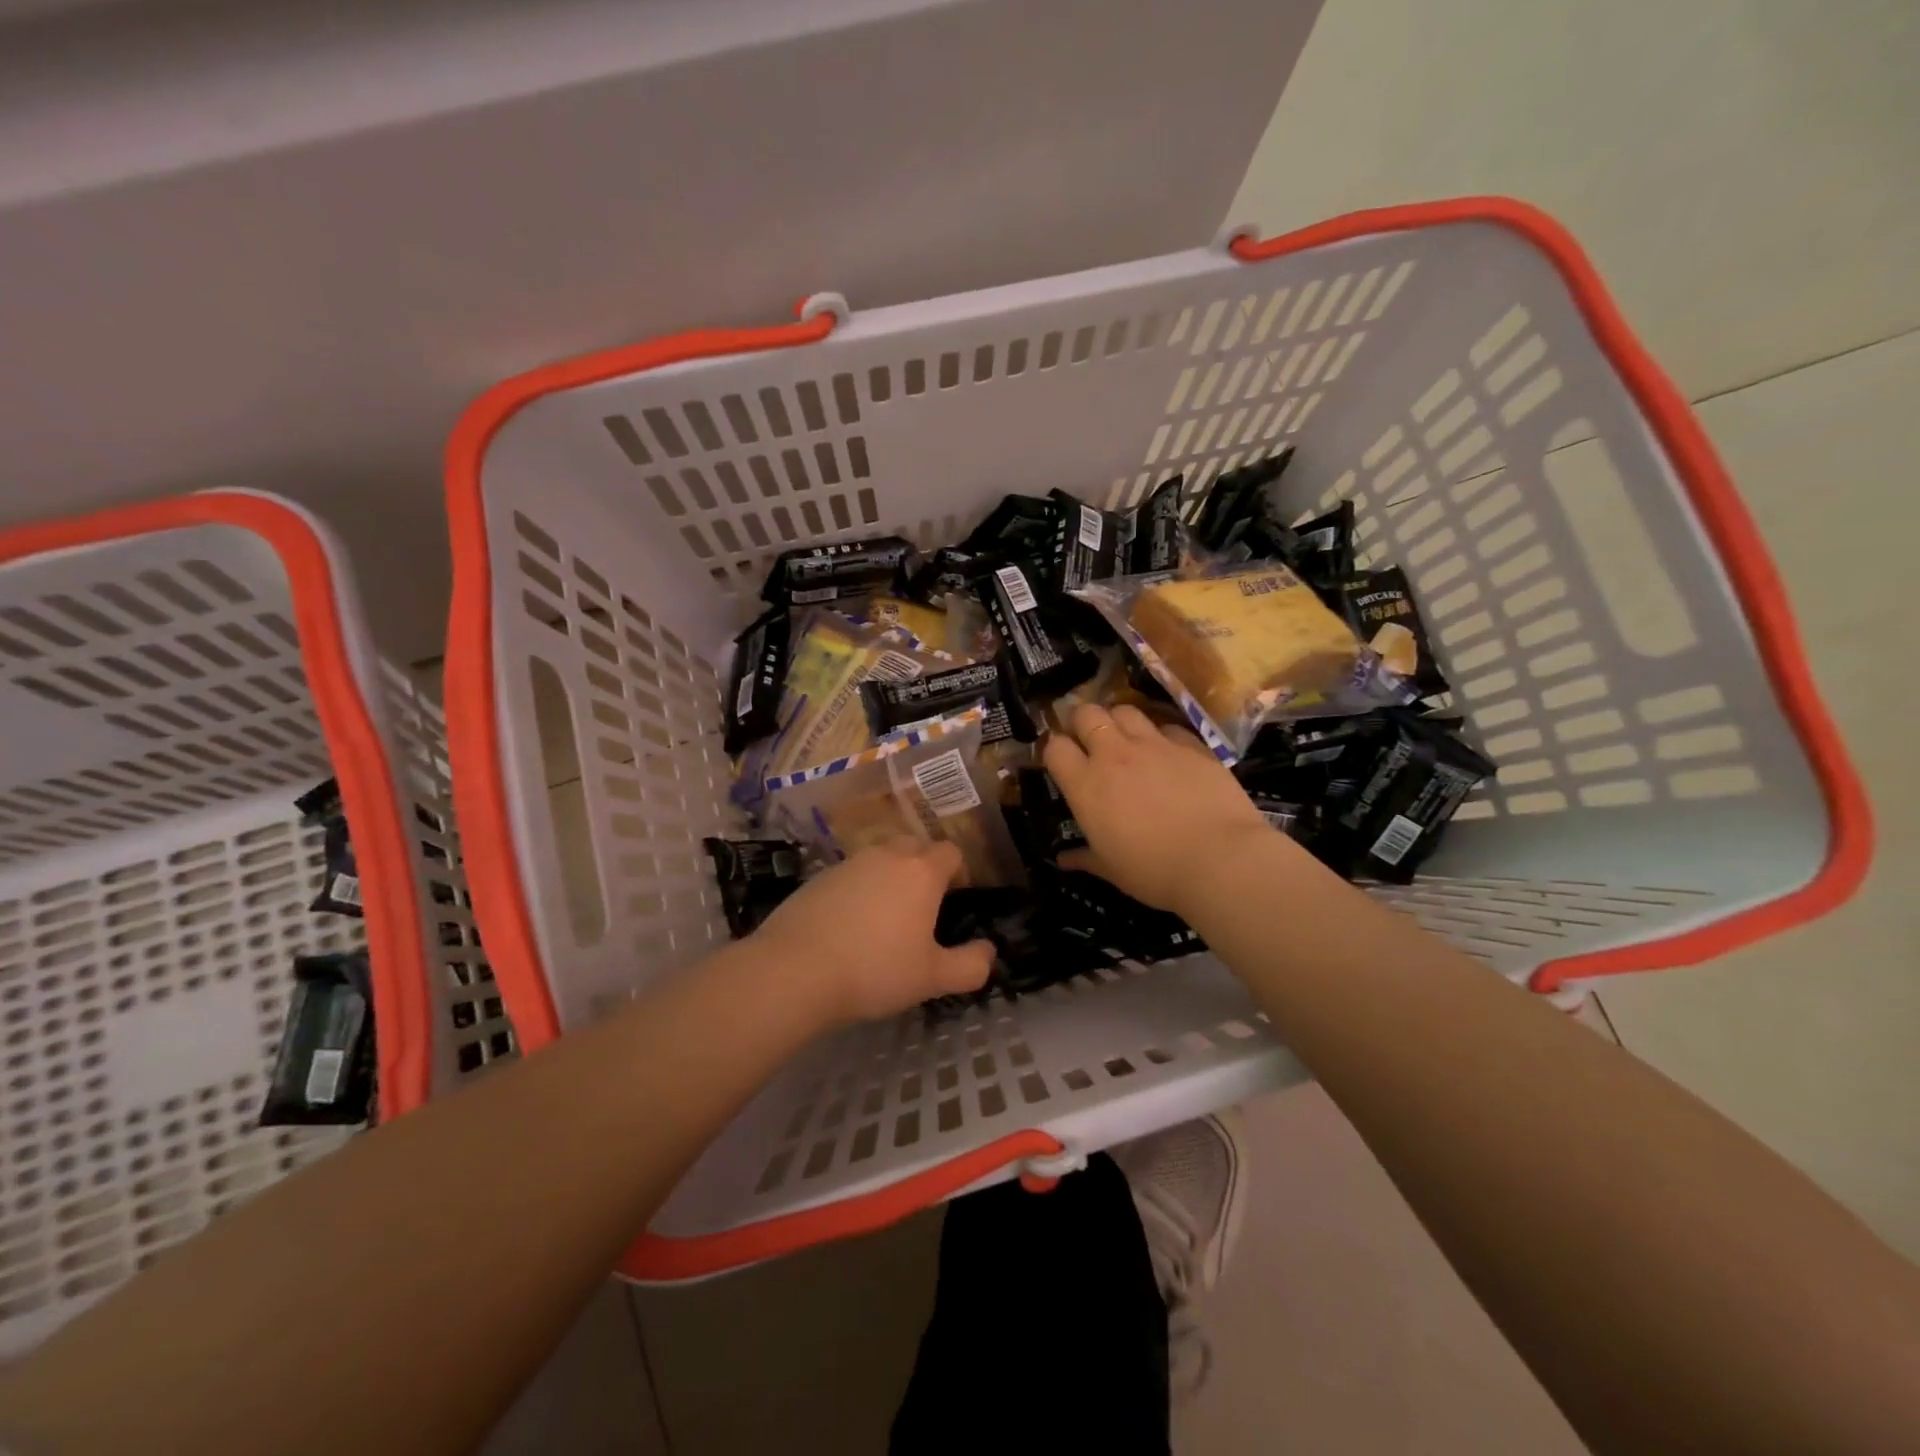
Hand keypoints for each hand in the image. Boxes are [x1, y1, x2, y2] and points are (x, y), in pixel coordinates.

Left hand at [751, 839, 994, 1025]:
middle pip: (915, 846)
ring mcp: (849, 863)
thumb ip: (970, 965)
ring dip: (889, 877)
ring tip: (884, 918)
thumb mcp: (932, 978)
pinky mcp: (818, 877)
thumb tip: (989, 952)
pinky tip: (848, 925)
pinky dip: (858, 890)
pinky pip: (851, 875)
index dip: (958, 873)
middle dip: (924, 868)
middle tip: (922, 908)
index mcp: (921, 872)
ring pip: (880, 859)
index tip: (953, 902)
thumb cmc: (875, 970)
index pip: (951, 852)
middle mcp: (887, 856)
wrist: (794, 970)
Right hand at [1043, 702, 1274, 916]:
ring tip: (1125, 740)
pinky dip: (1161, 736)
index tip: (1060, 761)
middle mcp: (1114, 755)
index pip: (1054, 747)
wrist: (1220, 860)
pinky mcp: (1191, 744)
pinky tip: (1168, 755)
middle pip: (1086, 713)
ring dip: (1119, 721)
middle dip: (1081, 721)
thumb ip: (1084, 857)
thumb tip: (1063, 859)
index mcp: (1086, 785)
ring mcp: (1155, 744)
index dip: (1053, 749)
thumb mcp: (1111, 870)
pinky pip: (1167, 727)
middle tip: (1088, 740)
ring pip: (1125, 710)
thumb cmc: (1154, 871)